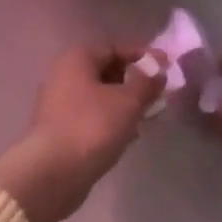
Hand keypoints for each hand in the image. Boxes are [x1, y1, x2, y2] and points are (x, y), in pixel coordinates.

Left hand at [0, 45, 165, 221]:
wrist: (54, 172)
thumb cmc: (93, 126)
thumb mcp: (128, 101)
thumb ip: (147, 81)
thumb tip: (158, 68)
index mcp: (77, 60)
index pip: (114, 49)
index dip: (142, 56)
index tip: (166, 68)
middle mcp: (63, 76)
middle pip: (106, 72)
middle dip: (134, 82)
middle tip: (159, 94)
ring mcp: (58, 104)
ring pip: (100, 97)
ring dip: (124, 104)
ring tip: (148, 116)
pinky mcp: (59, 130)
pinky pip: (91, 116)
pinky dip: (110, 121)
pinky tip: (128, 136)